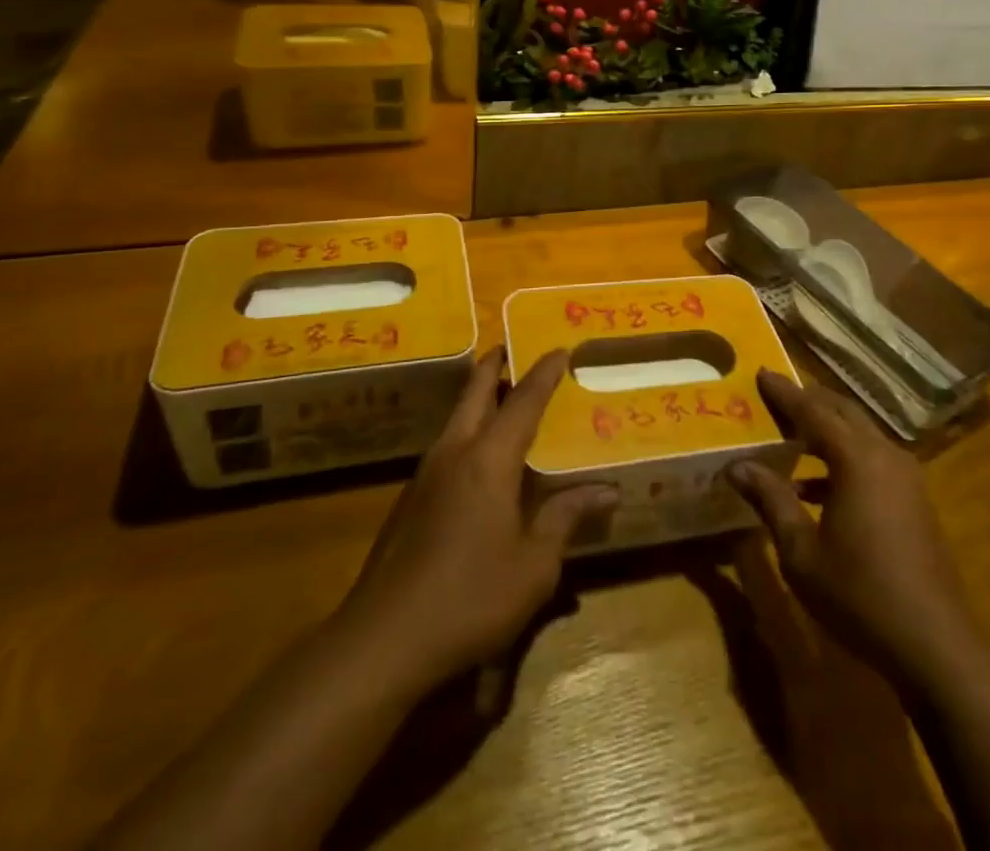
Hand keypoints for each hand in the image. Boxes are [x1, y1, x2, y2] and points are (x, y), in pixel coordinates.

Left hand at [332, 347, 615, 695]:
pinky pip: (447, 445)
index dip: (544, 372)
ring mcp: (426, 474)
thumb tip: (607, 491)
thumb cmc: (470, 598)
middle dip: (495, 365)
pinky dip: (468, 431)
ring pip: (456, 416)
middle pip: (475, 391)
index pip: (523, 401)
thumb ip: (566, 519)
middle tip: (515, 349)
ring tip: (505, 398)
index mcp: (489, 459)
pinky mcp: (410, 500)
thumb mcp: (533, 565)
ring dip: (479, 397)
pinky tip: (480, 460)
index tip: (560, 348)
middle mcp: (455, 452)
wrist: (382, 641)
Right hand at [728, 370, 983, 690]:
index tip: (761, 373)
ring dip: (827, 428)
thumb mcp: (802, 551)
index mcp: (857, 458)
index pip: (813, 410)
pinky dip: (843, 457)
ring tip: (792, 434)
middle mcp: (885, 455)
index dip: (785, 393)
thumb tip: (737, 466)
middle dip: (809, 401)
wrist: (935, 645)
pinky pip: (872, 458)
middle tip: (776, 396)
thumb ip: (771, 500)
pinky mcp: (915, 500)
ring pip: (860, 434)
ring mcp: (906, 477)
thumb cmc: (860, 594)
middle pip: (842, 412)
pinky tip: (816, 486)